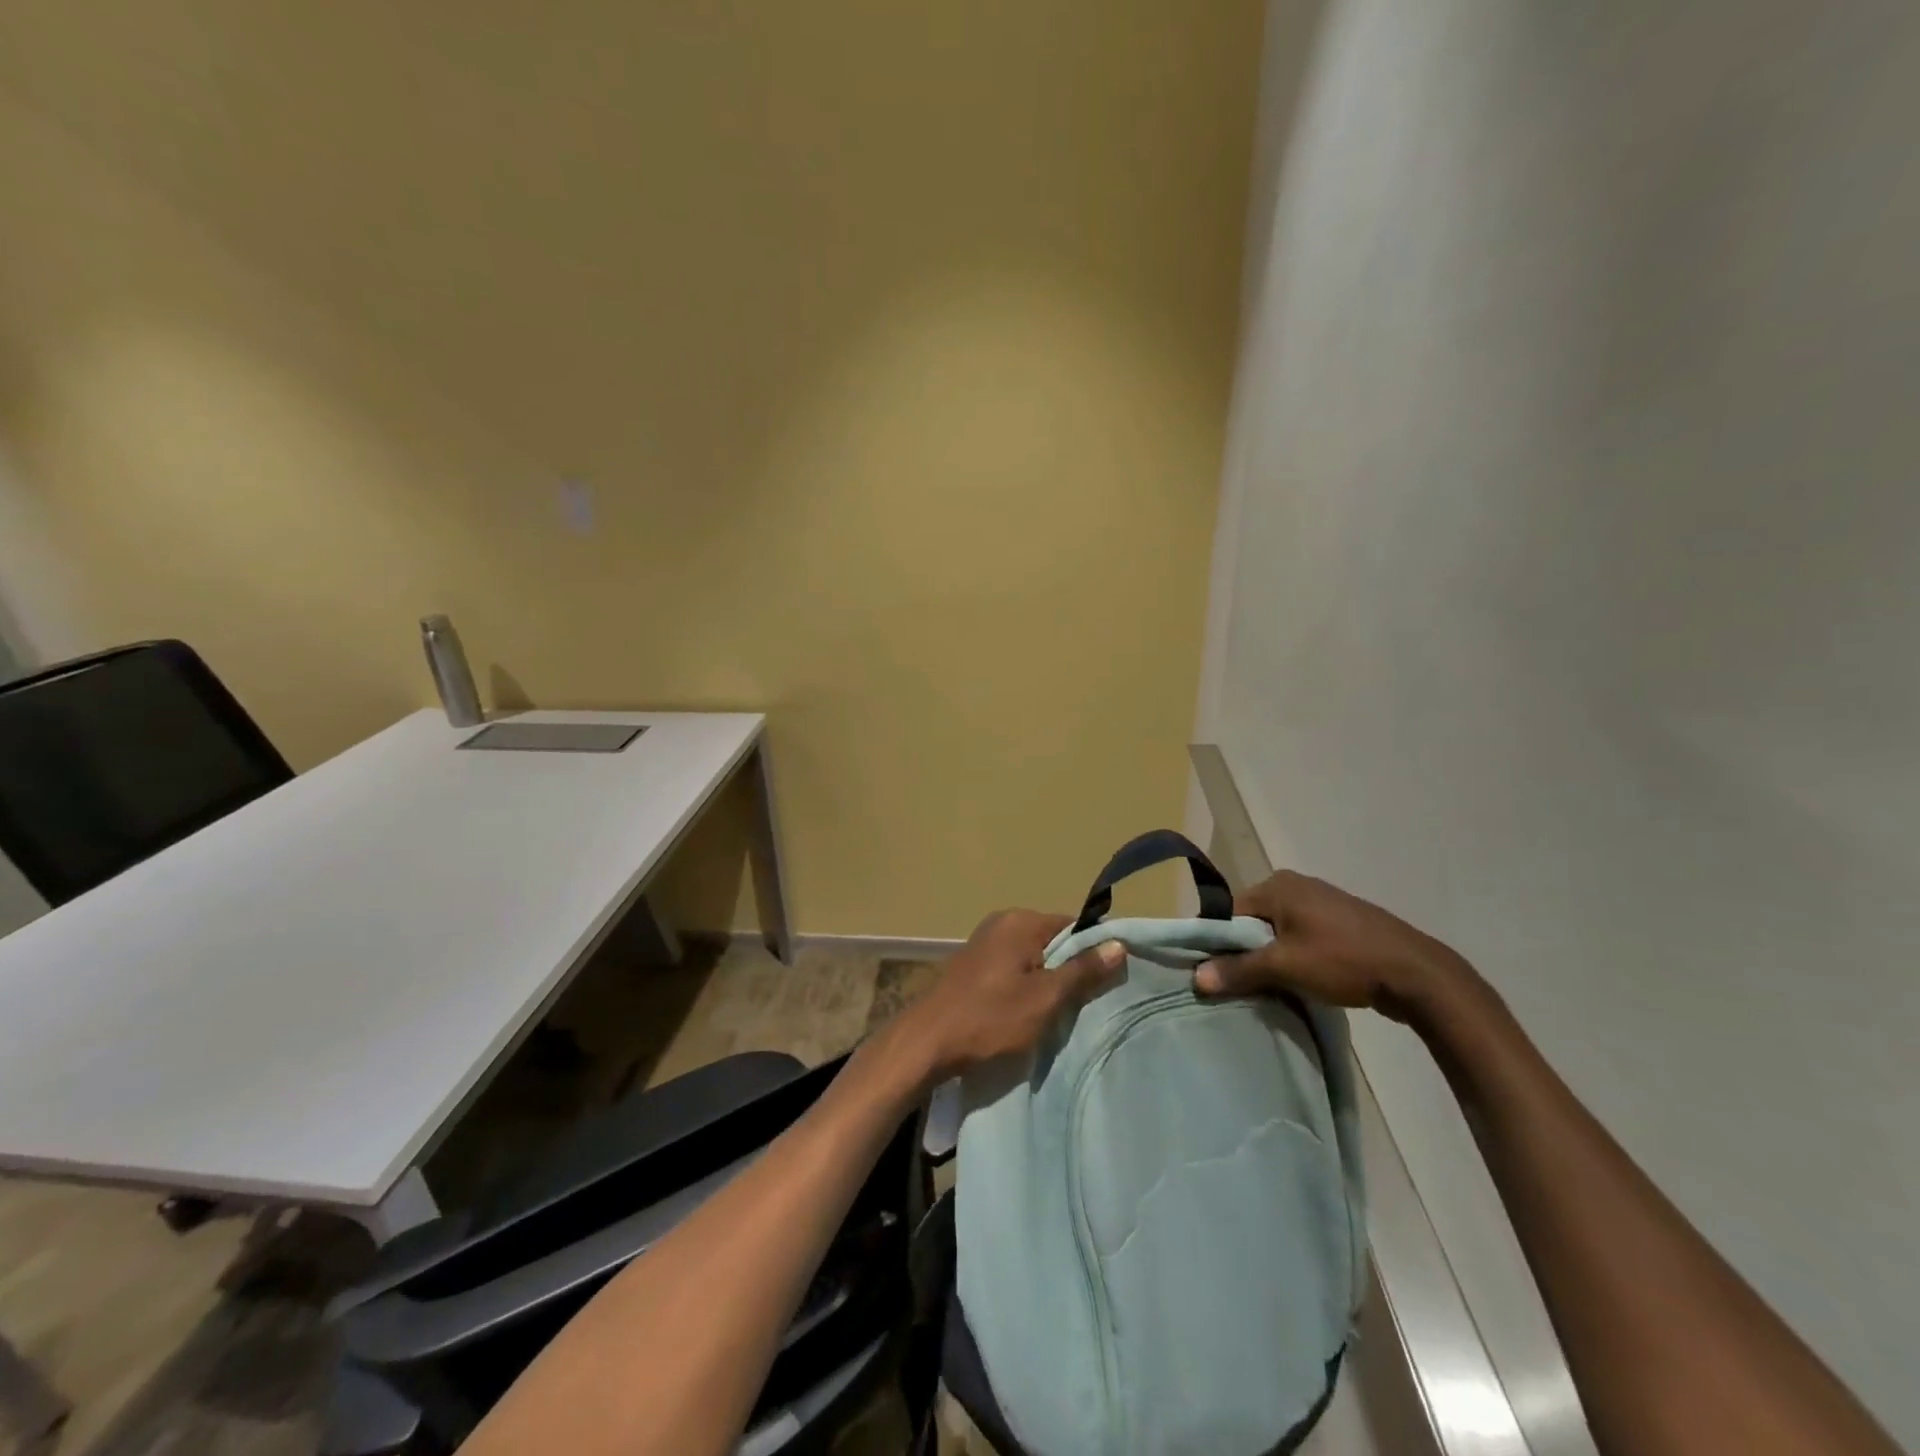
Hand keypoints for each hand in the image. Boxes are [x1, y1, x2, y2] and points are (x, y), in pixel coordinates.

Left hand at [886, 910, 1125, 1084]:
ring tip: (1060, 1012)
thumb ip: (1082, 971)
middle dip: (1071, 969)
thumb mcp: (1045, 998)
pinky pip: (1013, 968)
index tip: (1109, 981)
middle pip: (1053, 941)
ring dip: (1048, 981)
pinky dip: (1026, 986)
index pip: (1073, 926)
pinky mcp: (973, 965)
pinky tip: (1029, 1012)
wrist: (928, 1042)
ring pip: (1033, 957)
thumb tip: (1118, 944)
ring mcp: (984, 943)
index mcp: (1020, 920)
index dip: (1094, 951)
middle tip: (1086, 1003)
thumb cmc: (990, 1018)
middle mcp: (1002, 922)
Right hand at [1194, 870, 1478, 1023]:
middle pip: (1253, 921)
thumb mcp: (1284, 967)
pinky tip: (1300, 981)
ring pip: (1278, 931)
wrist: (1416, 974)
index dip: (1219, 943)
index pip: (1229, 912)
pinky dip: (1294, 956)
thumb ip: (1238, 970)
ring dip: (1271, 957)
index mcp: (1277, 884)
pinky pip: (1301, 936)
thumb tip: (1196, 977)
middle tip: (1244, 985)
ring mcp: (1321, 901)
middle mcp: (1296, 884)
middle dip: (1246, 952)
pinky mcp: (1341, 922)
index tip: (1217, 973)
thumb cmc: (1343, 961)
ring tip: (1271, 987)